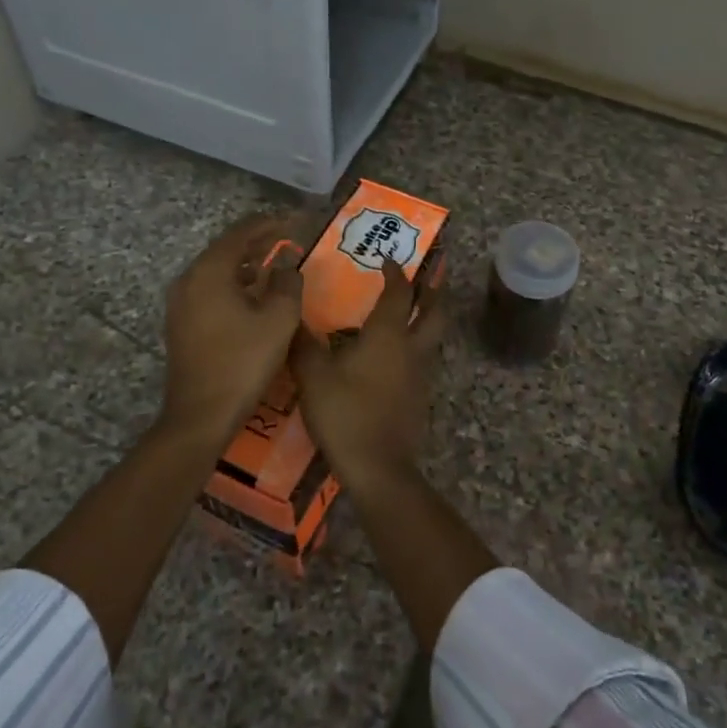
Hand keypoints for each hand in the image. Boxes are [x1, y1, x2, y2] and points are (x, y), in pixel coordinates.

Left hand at [159, 213, 303, 445]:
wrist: (200, 415)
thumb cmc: (243, 362)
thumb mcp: (278, 320)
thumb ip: (288, 284)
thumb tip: (287, 265)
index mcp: (210, 271)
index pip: (241, 233)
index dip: (269, 224)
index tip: (295, 222)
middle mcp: (189, 279)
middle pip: (225, 248)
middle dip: (257, 241)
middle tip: (286, 240)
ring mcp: (181, 302)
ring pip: (217, 270)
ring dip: (245, 263)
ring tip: (274, 264)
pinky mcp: (181, 323)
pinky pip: (210, 289)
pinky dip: (233, 283)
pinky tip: (253, 294)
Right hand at [290, 257, 445, 487]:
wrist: (379, 468)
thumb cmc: (346, 414)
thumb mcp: (313, 376)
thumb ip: (302, 343)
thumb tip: (291, 316)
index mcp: (388, 335)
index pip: (399, 292)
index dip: (395, 272)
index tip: (388, 259)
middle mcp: (412, 348)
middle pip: (434, 311)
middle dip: (434, 290)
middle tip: (431, 274)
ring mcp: (421, 374)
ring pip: (433, 336)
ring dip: (428, 317)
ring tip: (414, 309)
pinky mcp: (419, 397)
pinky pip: (423, 359)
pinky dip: (417, 345)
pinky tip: (396, 355)